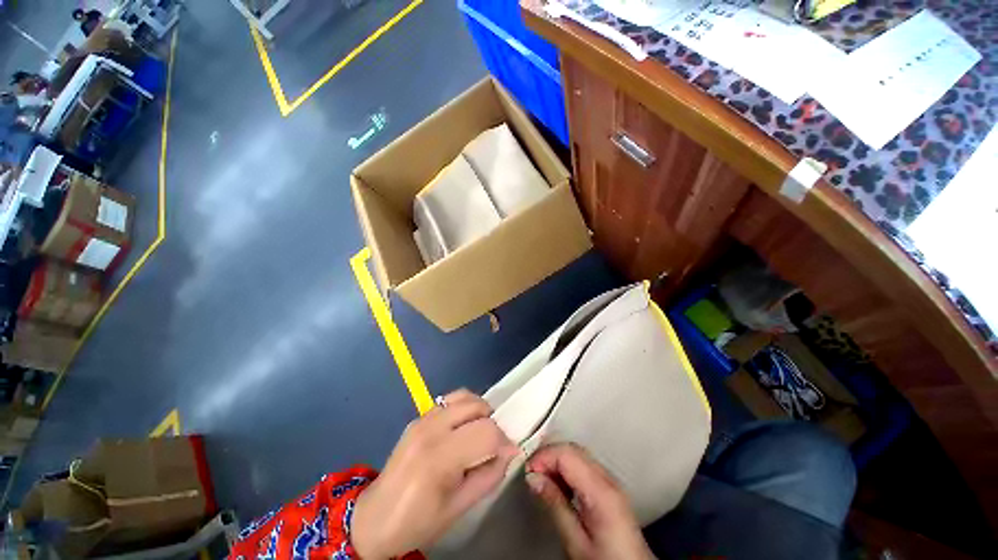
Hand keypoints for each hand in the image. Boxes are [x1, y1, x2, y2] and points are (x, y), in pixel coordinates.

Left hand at [351, 389, 518, 558]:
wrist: (374, 518)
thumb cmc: (418, 521)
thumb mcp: (459, 508)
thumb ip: (489, 476)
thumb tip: (509, 452)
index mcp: (439, 458)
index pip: (486, 432)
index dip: (504, 441)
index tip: (510, 453)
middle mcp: (431, 429)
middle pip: (477, 407)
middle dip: (493, 423)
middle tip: (493, 445)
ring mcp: (422, 419)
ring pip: (464, 396)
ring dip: (479, 410)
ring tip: (479, 432)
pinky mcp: (419, 417)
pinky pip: (450, 400)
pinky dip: (464, 408)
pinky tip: (462, 428)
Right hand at [526, 444, 655, 559]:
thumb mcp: (576, 542)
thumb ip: (555, 505)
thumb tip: (533, 478)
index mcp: (601, 491)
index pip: (567, 455)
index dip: (544, 457)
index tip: (527, 472)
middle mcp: (608, 479)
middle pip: (572, 449)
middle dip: (548, 455)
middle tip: (532, 474)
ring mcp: (610, 480)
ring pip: (577, 453)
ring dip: (556, 460)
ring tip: (542, 480)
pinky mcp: (609, 486)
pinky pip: (583, 464)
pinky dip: (566, 467)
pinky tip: (558, 484)